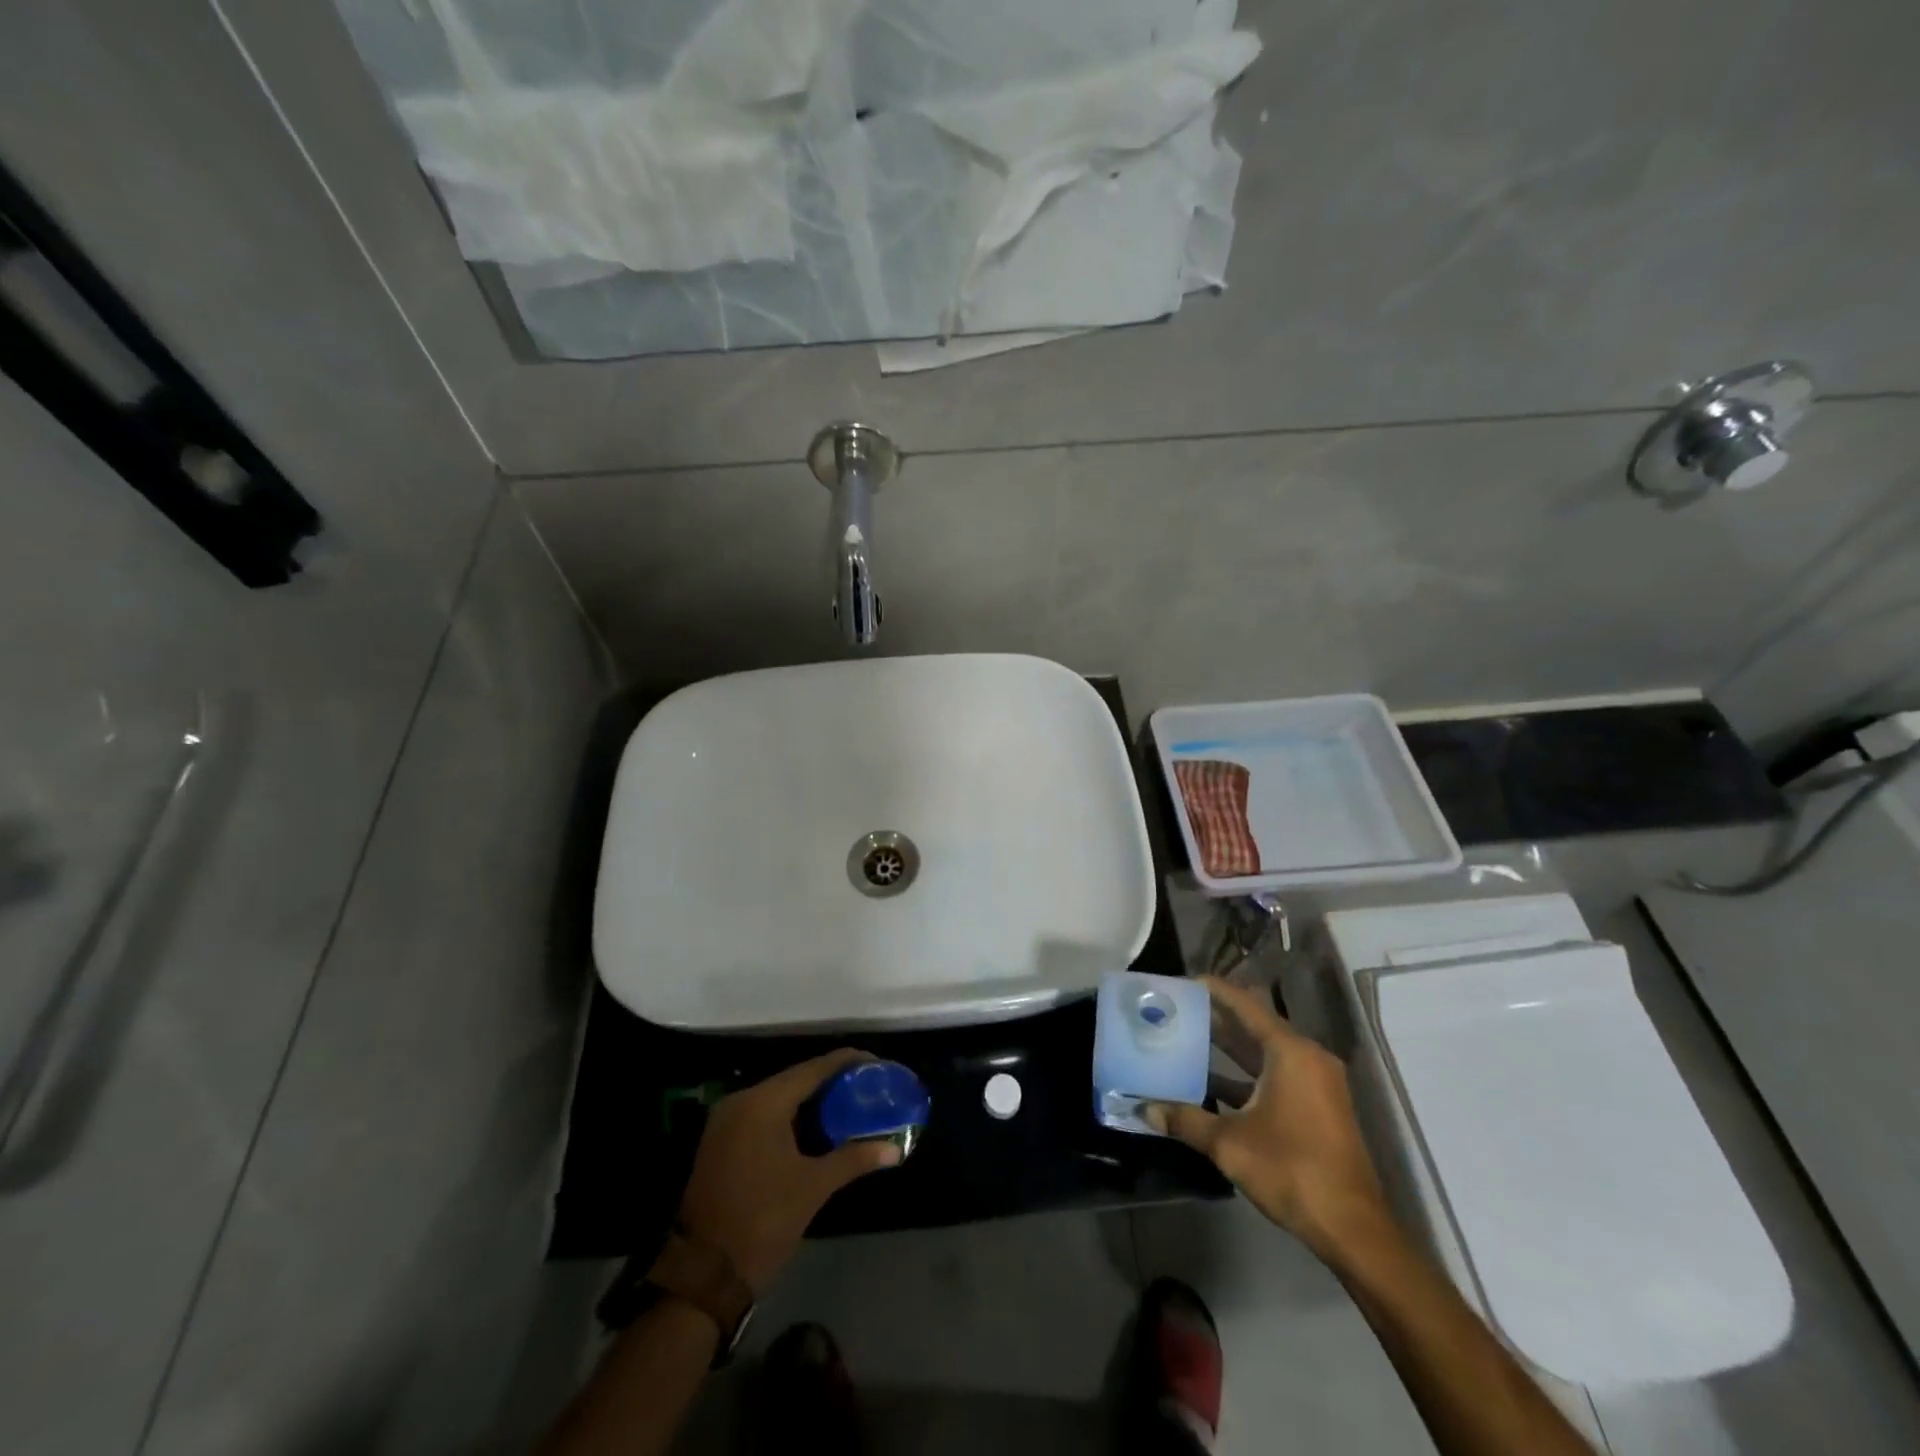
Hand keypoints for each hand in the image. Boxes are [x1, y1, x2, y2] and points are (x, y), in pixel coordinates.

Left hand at [678, 1049, 899, 1291]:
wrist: (705, 1274)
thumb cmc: (763, 1221)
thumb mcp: (813, 1188)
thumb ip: (854, 1159)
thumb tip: (894, 1149)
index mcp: (763, 1103)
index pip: (813, 1069)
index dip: (847, 1062)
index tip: (876, 1063)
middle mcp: (741, 1101)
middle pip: (795, 1078)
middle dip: (831, 1081)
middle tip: (866, 1085)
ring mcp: (726, 1120)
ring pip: (778, 1096)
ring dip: (811, 1099)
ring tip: (848, 1102)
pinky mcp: (721, 1140)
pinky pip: (763, 1113)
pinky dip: (790, 1115)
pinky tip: (816, 1126)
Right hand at [1146, 977, 1391, 1263]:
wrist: (1352, 1229)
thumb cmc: (1291, 1170)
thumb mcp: (1230, 1144)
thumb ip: (1186, 1119)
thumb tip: (1144, 1108)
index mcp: (1290, 1053)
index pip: (1246, 1005)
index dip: (1215, 991)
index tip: (1184, 982)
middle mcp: (1307, 1059)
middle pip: (1256, 1026)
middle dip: (1217, 1018)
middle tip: (1178, 1010)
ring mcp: (1317, 1084)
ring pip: (1265, 1053)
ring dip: (1230, 1049)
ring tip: (1188, 1039)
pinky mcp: (1318, 1107)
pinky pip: (1276, 1075)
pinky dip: (1246, 1075)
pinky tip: (1212, 1084)